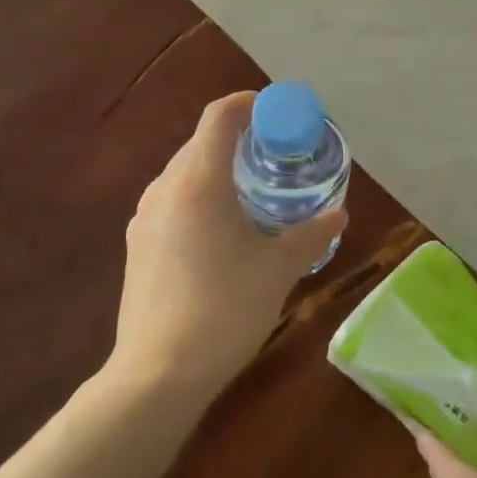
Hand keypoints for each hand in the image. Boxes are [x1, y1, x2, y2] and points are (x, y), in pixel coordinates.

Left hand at [109, 92, 344, 401]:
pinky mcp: (138, 245)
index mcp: (198, 182)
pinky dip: (201, 199)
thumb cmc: (225, 310)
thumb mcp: (279, 270)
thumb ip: (311, 234)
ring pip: (185, 174)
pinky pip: (173, 202)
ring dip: (219, 172)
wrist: (158, 373)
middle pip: (202, 143)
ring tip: (254, 196)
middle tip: (278, 159)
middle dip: (240, 142)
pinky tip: (223, 234)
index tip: (278, 114)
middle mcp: (165, 189)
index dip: (250, 104)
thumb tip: (339, 213)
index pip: (220, 116)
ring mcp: (144, 217)